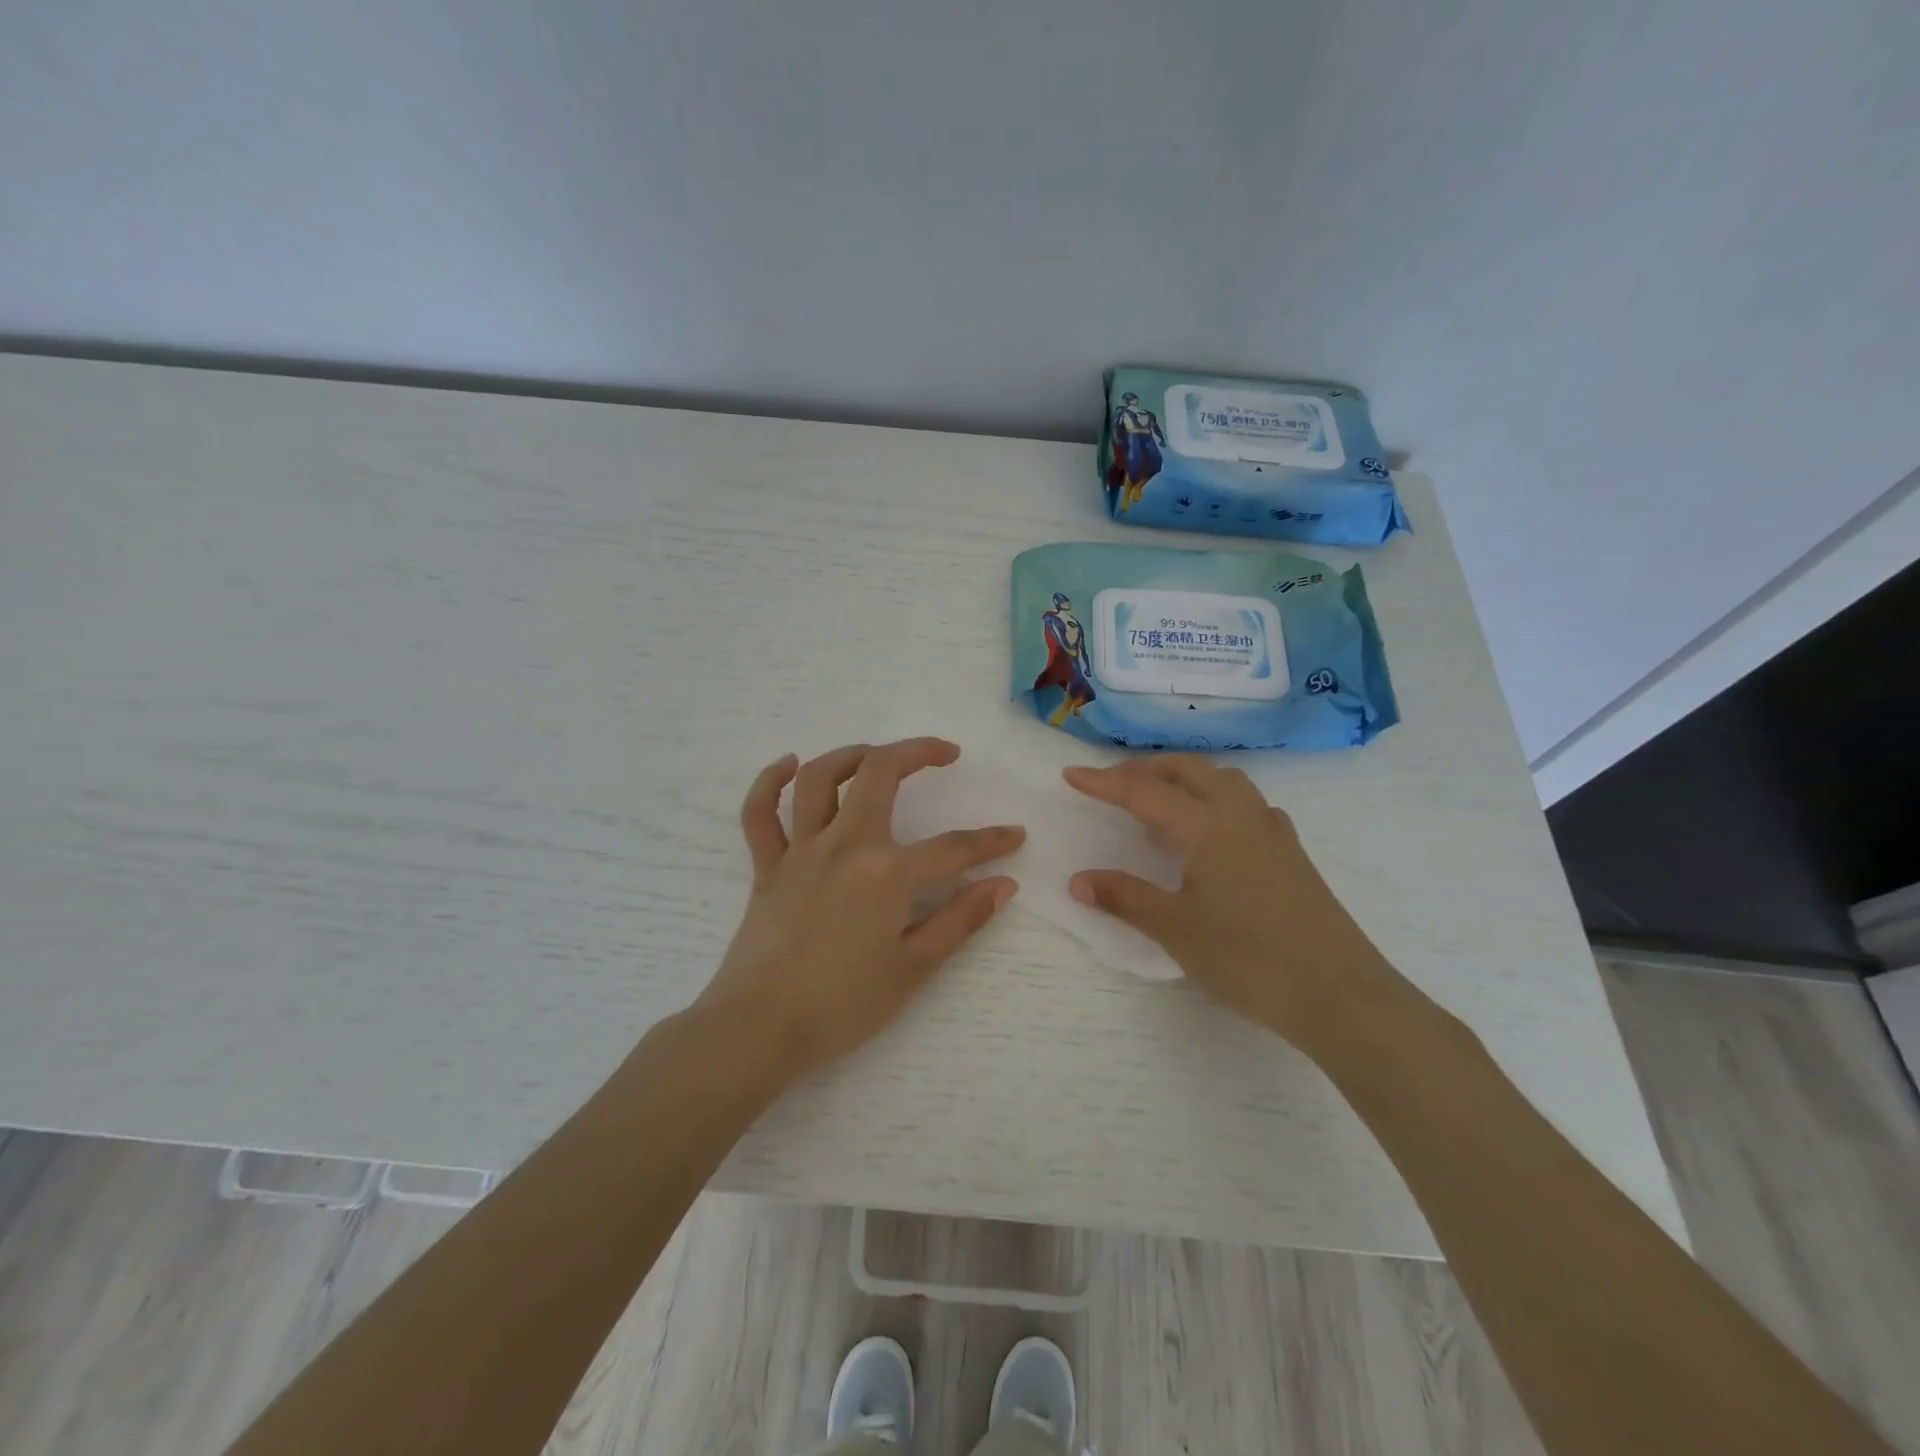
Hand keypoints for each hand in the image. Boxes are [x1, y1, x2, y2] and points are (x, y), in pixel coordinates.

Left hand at [698, 739, 1023, 1085]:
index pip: (953, 848)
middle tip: (945, 753)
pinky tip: (789, 765)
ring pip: (820, 779)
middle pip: (880, 773)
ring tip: (876, 755)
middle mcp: (844, 845)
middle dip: (918, 752)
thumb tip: (1004, 885)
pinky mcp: (766, 867)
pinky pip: (760, 813)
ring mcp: (800, 851)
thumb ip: (961, 920)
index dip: (990, 841)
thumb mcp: (914, 968)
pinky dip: (770, 782)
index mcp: (887, 872)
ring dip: (850, 755)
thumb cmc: (843, 1006)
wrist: (759, 1031)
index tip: (1014, 836)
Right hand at [1063, 757, 1405, 1054]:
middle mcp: (1241, 814)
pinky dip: (1215, 800)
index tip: (1071, 775)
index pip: (1144, 792)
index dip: (1104, 782)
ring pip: (1222, 780)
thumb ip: (1125, 898)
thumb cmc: (1249, 958)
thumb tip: (1077, 881)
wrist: (1340, 994)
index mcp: (1208, 826)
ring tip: (1159, 803)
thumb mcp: (1176, 929)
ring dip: (1184, 778)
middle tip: (1111, 784)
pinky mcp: (1291, 852)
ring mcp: (1272, 831)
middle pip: (1187, 770)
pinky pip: (1246, 804)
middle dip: (1145, 769)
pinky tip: (1211, 832)